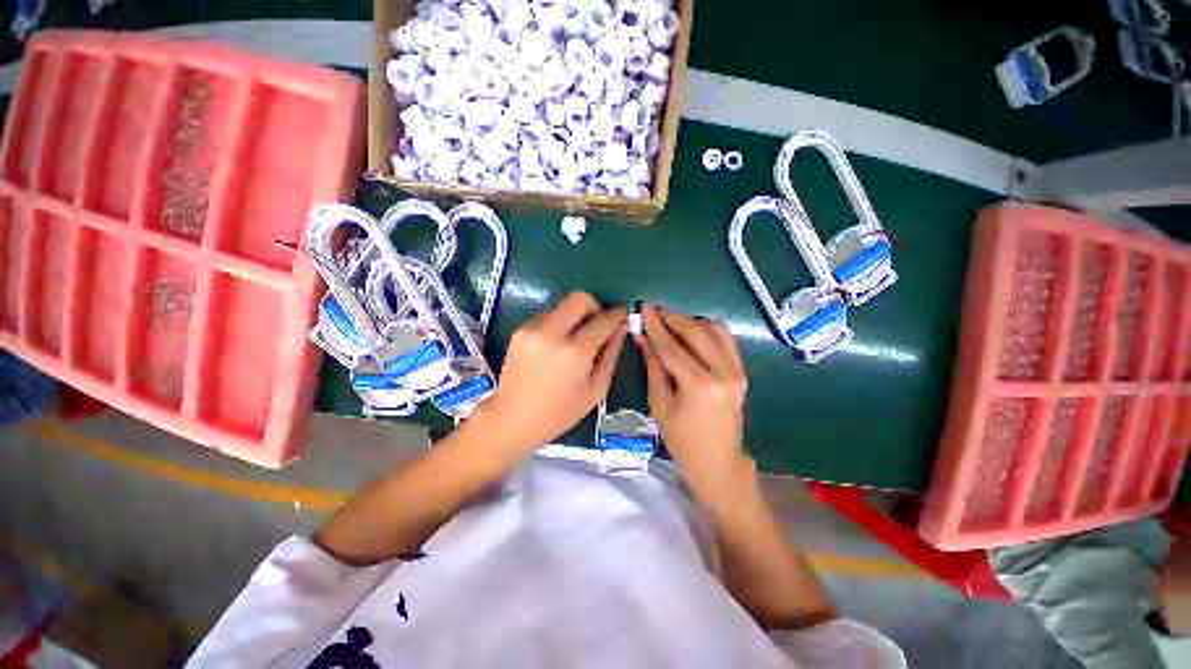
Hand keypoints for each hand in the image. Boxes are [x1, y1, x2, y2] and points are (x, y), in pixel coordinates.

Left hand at [473, 291, 625, 453]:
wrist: (511, 419)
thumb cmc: (559, 413)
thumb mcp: (596, 390)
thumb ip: (611, 354)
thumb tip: (621, 327)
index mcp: (574, 353)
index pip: (602, 320)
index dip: (617, 314)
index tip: (622, 314)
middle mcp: (552, 333)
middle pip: (580, 298)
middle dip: (595, 306)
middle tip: (598, 324)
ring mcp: (532, 329)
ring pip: (563, 305)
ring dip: (575, 316)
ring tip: (575, 340)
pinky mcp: (520, 330)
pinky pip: (548, 315)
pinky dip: (559, 323)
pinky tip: (556, 346)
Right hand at [635, 306, 749, 497]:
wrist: (718, 461)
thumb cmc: (682, 440)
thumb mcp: (660, 403)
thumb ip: (653, 365)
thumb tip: (642, 337)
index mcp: (700, 385)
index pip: (673, 347)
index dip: (655, 327)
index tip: (643, 309)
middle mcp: (723, 372)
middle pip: (695, 332)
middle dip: (672, 318)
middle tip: (654, 311)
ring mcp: (737, 370)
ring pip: (714, 329)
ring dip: (690, 321)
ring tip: (670, 323)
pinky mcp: (741, 371)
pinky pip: (725, 339)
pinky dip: (707, 330)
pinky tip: (691, 333)